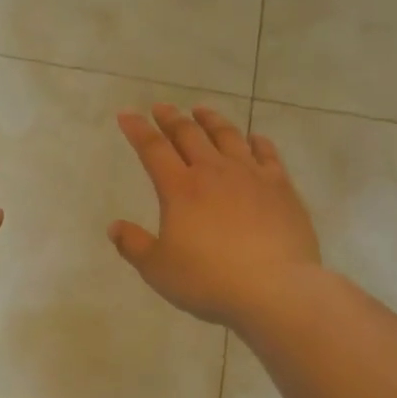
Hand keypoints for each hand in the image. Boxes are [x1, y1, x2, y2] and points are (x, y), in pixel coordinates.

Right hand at [109, 104, 320, 330]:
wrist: (275, 289)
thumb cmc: (208, 280)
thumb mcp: (158, 269)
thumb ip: (134, 245)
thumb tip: (115, 227)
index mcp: (179, 189)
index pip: (153, 149)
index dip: (137, 129)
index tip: (126, 114)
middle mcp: (213, 172)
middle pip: (189, 135)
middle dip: (172, 118)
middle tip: (161, 108)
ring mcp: (251, 176)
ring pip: (228, 136)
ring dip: (211, 120)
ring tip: (201, 111)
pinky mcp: (281, 188)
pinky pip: (267, 154)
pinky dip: (257, 141)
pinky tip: (254, 138)